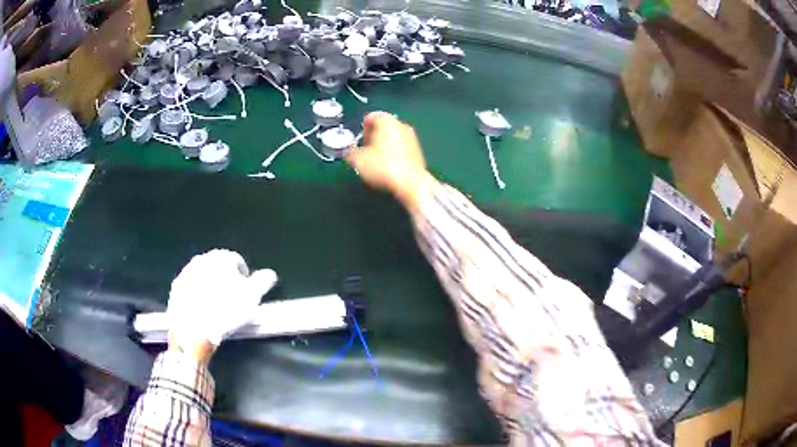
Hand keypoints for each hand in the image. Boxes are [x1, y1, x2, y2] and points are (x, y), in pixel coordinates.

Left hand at [167, 249, 276, 361]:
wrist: (193, 329)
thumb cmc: (226, 311)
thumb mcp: (252, 297)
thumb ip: (263, 281)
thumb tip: (270, 274)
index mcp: (220, 258)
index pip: (236, 261)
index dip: (244, 276)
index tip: (246, 292)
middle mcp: (201, 260)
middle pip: (217, 267)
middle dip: (225, 279)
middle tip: (231, 298)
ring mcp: (185, 273)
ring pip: (202, 277)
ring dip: (209, 286)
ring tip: (216, 306)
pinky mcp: (175, 289)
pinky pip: (190, 289)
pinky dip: (196, 295)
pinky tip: (202, 310)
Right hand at [346, 112, 430, 210]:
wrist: (411, 183)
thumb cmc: (382, 167)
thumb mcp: (358, 160)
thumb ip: (350, 151)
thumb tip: (350, 151)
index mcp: (386, 121)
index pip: (371, 117)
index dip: (362, 128)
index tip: (358, 141)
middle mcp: (401, 125)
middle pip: (383, 126)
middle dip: (373, 136)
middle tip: (366, 150)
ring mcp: (412, 137)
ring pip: (393, 136)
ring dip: (384, 145)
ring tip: (376, 160)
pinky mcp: (418, 150)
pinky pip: (401, 147)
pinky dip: (394, 152)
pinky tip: (389, 166)